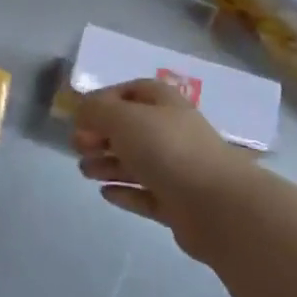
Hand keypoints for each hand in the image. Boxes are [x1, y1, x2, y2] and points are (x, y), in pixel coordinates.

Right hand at [72, 80, 250, 249]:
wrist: (217, 205)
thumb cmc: (166, 149)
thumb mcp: (121, 118)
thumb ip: (95, 110)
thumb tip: (81, 112)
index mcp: (165, 105)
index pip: (133, 91)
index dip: (105, 99)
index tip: (82, 115)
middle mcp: (172, 133)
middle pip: (131, 129)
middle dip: (101, 136)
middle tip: (79, 147)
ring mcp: (177, 170)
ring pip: (135, 163)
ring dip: (107, 164)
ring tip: (86, 172)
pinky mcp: (178, 204)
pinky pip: (145, 194)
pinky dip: (125, 192)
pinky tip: (105, 193)